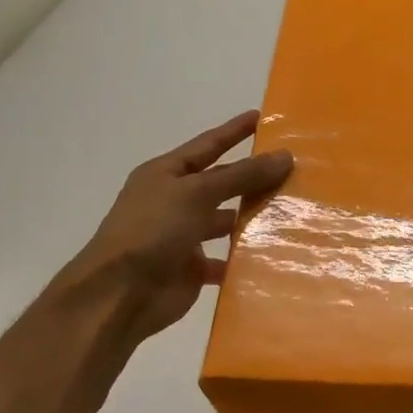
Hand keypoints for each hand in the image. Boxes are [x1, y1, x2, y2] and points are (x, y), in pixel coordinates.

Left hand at [66, 111, 292, 343]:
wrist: (119, 295)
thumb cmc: (153, 230)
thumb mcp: (198, 193)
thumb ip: (242, 175)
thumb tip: (285, 155)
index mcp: (166, 175)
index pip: (207, 145)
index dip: (234, 131)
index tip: (262, 117)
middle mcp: (173, 201)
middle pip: (220, 183)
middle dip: (251, 177)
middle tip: (292, 169)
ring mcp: (182, 236)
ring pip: (225, 220)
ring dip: (252, 218)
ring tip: (291, 211)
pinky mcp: (191, 269)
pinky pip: (225, 259)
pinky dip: (245, 257)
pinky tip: (274, 253)